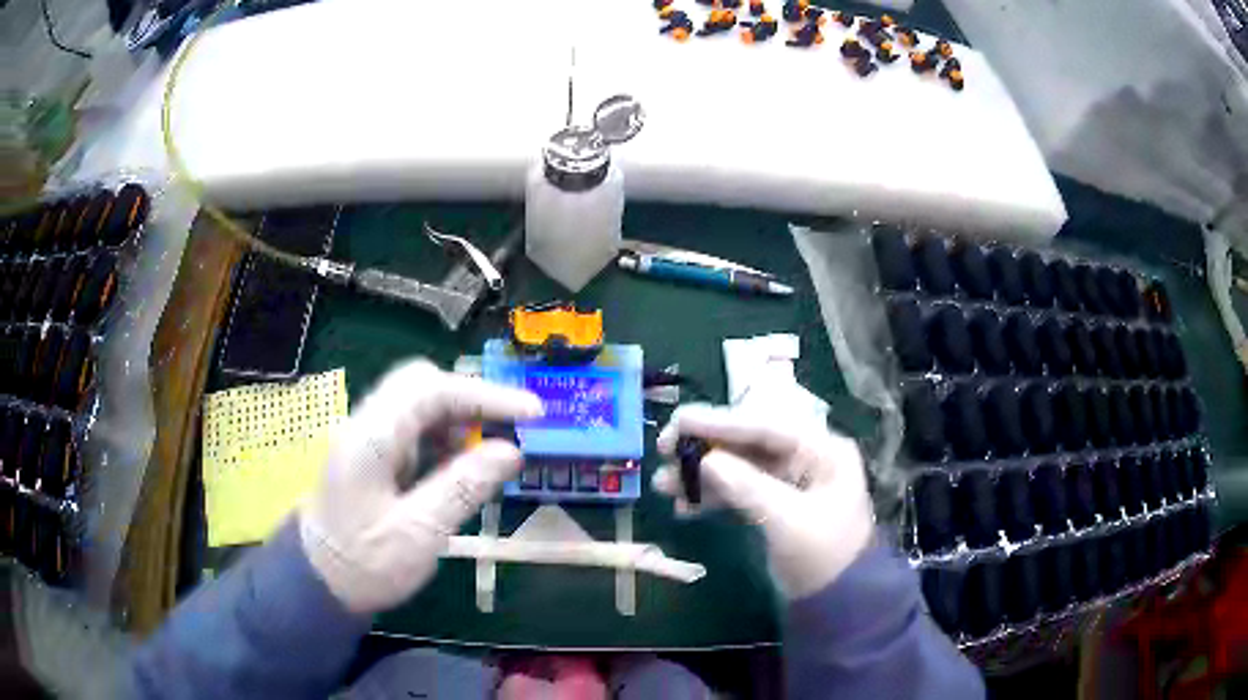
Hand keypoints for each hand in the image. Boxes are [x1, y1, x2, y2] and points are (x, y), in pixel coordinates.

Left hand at [299, 360, 541, 613]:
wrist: (319, 581)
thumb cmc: (364, 564)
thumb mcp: (418, 533)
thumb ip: (464, 487)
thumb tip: (511, 451)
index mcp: (371, 438)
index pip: (431, 390)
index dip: (486, 395)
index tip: (532, 413)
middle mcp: (366, 424)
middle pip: (422, 384)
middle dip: (471, 401)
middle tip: (511, 429)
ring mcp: (368, 437)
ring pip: (419, 404)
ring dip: (460, 420)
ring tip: (492, 453)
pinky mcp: (374, 454)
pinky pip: (414, 430)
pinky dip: (445, 439)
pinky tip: (462, 467)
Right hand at [655, 404, 874, 599]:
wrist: (839, 602)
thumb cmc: (824, 557)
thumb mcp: (788, 522)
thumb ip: (748, 487)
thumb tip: (705, 460)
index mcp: (822, 450)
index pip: (766, 427)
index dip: (720, 422)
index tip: (679, 421)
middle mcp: (806, 456)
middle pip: (748, 442)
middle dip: (704, 448)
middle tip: (663, 450)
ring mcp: (790, 479)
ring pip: (738, 465)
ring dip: (701, 474)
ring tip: (663, 485)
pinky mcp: (776, 502)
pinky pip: (738, 489)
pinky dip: (711, 496)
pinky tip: (684, 507)